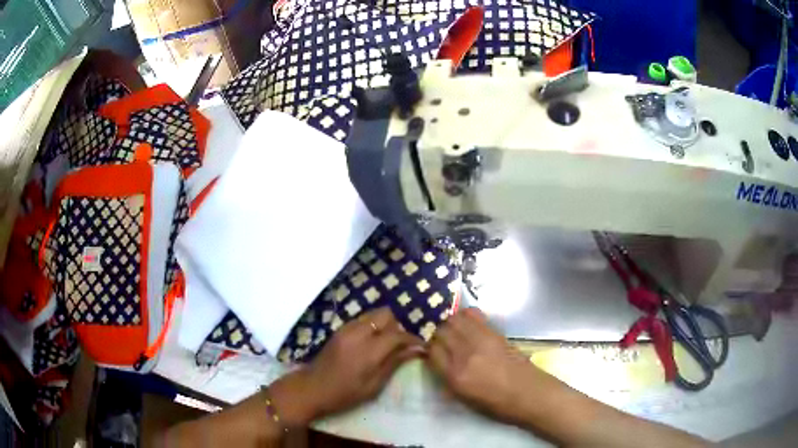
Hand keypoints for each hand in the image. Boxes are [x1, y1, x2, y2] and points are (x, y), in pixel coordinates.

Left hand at [270, 307, 423, 425]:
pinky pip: (362, 319)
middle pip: (386, 314)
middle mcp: (357, 333)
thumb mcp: (373, 386)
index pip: (397, 334)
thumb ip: (394, 364)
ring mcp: (346, 328)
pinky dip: (372, 326)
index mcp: (368, 351)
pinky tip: (372, 343)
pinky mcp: (339, 329)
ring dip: (384, 325)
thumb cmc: (345, 394)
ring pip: (374, 314)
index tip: (421, 346)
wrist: (312, 388)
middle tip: (400, 344)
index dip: (412, 338)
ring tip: (386, 343)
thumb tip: (416, 350)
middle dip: (397, 326)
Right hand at [426, 307, 539, 421]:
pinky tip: (466, 322)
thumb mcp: (464, 398)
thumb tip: (436, 362)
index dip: (429, 348)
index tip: (431, 350)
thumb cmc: (496, 403)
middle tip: (440, 338)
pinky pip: (473, 315)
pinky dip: (465, 316)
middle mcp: (464, 355)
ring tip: (452, 328)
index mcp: (455, 376)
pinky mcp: (494, 332)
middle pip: (441, 331)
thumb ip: (447, 379)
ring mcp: (481, 341)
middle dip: (437, 333)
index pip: (432, 351)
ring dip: (449, 322)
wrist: (528, 393)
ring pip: (455, 319)